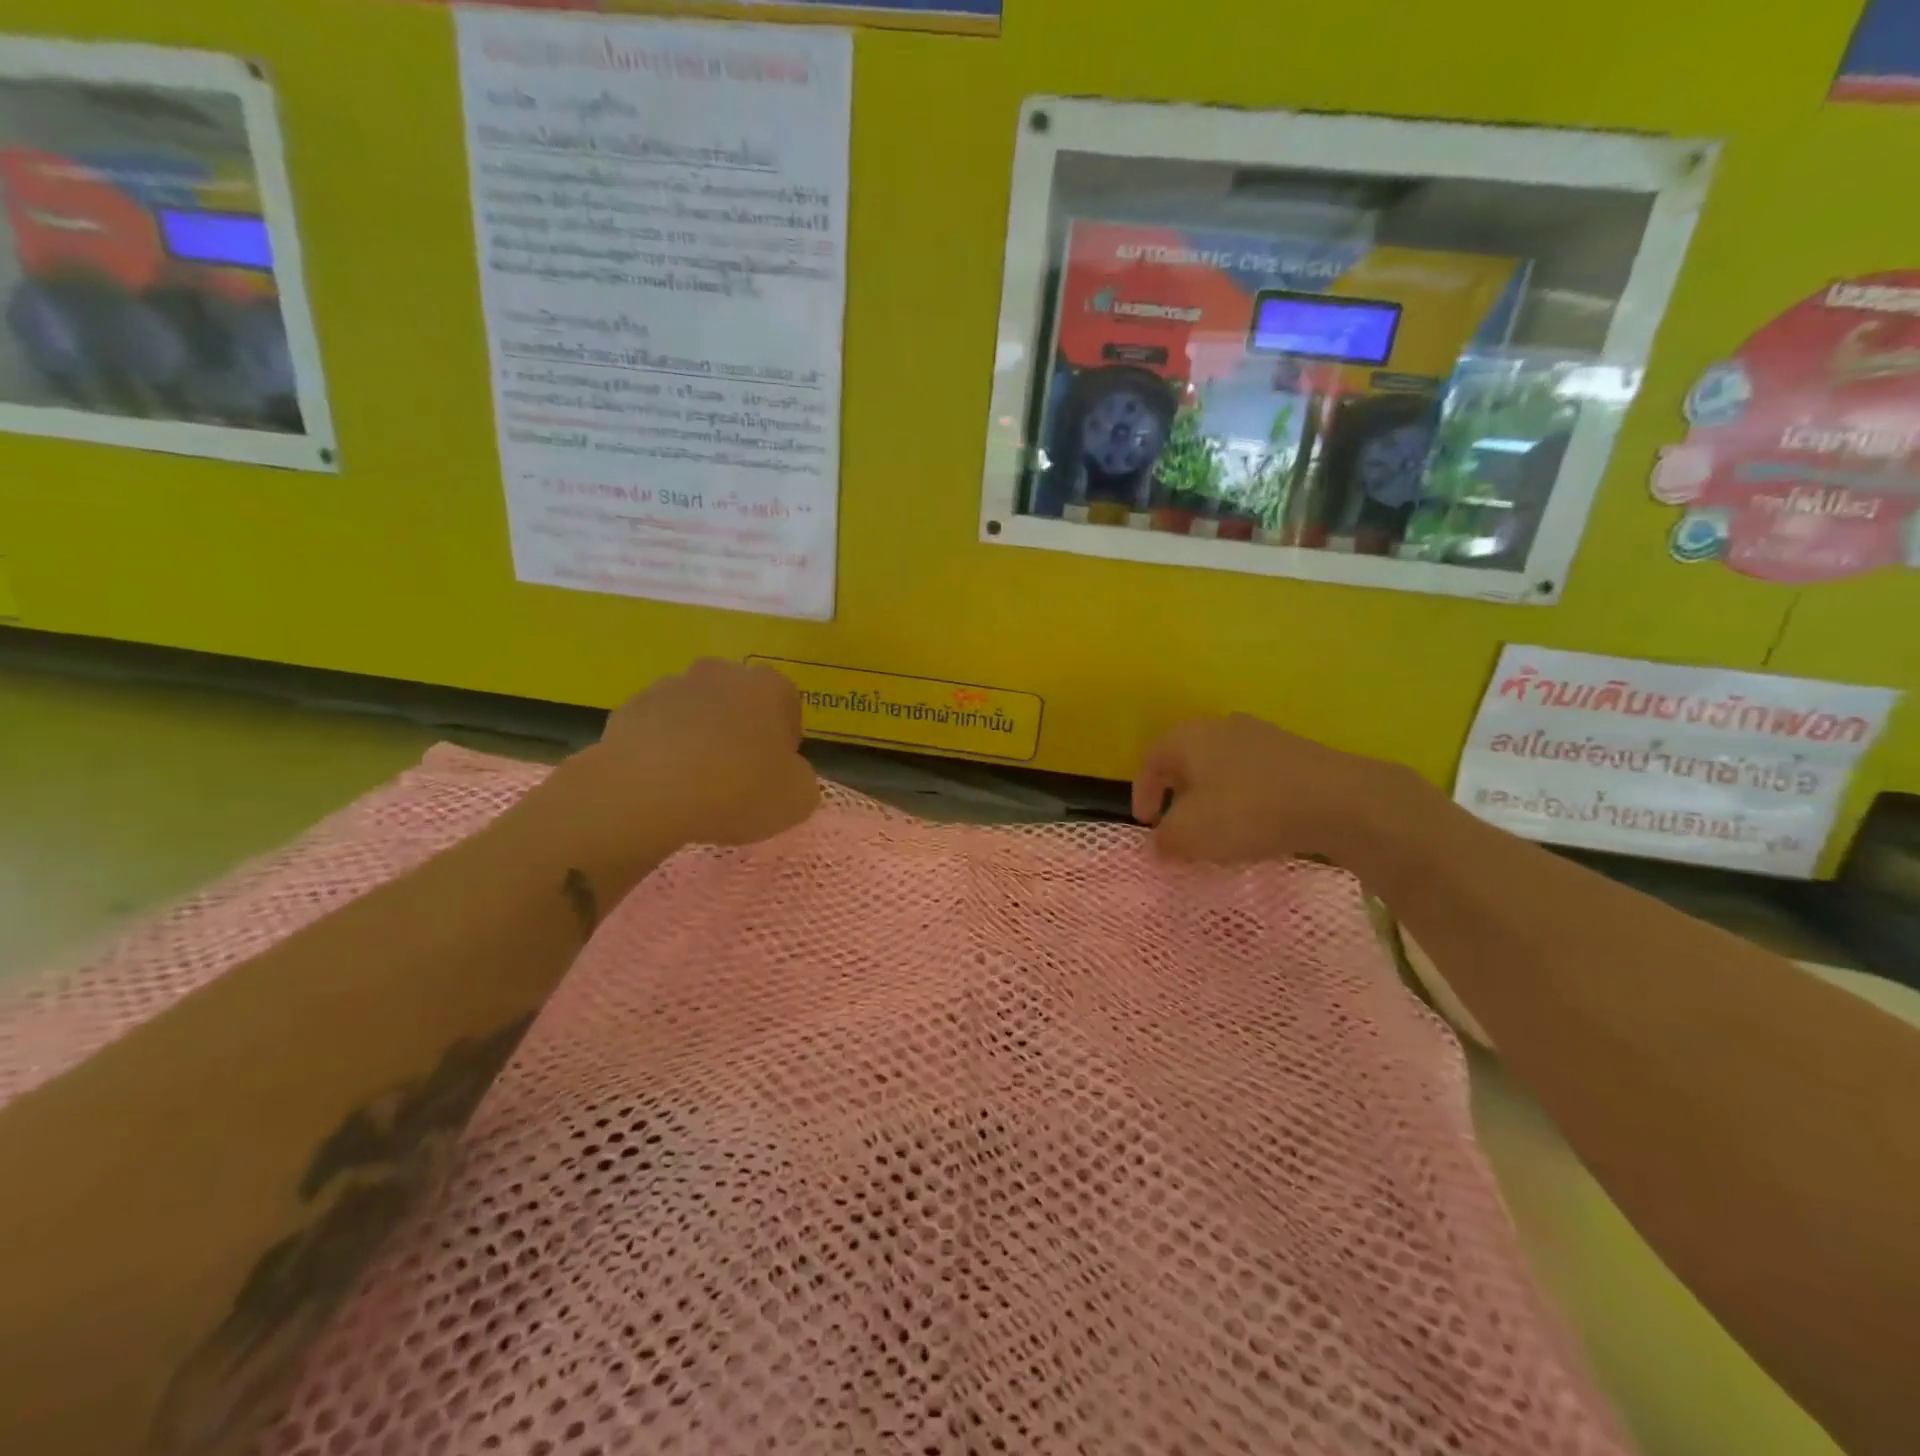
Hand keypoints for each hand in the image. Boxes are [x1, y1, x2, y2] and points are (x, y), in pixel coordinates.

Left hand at [544, 659, 818, 880]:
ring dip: (701, 737)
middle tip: (738, 777)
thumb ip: (801, 778)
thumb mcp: (797, 798)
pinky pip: (658, 728)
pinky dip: (663, 749)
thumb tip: (787, 773)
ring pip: (696, 712)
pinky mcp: (629, 708)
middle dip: (741, 731)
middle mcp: (721, 673)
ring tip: (696, 784)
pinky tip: (663, 783)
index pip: (788, 705)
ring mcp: (670, 686)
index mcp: (768, 686)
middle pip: (740, 702)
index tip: (776, 772)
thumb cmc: (737, 789)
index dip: (785, 741)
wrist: (646, 793)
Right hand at [1131, 713, 1432, 865]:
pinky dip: (1246, 798)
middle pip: (1187, 760)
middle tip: (1179, 824)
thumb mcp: (1190, 835)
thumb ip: (1164, 840)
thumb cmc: (1247, 811)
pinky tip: (1258, 824)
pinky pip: (1255, 775)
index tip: (1147, 825)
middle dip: (1178, 793)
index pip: (1149, 761)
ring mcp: (1262, 735)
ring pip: (1222, 766)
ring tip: (1220, 829)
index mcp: (1187, 737)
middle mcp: (1220, 726)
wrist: (1338, 801)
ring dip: (1214, 796)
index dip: (1142, 794)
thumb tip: (1158, 843)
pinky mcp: (1295, 752)